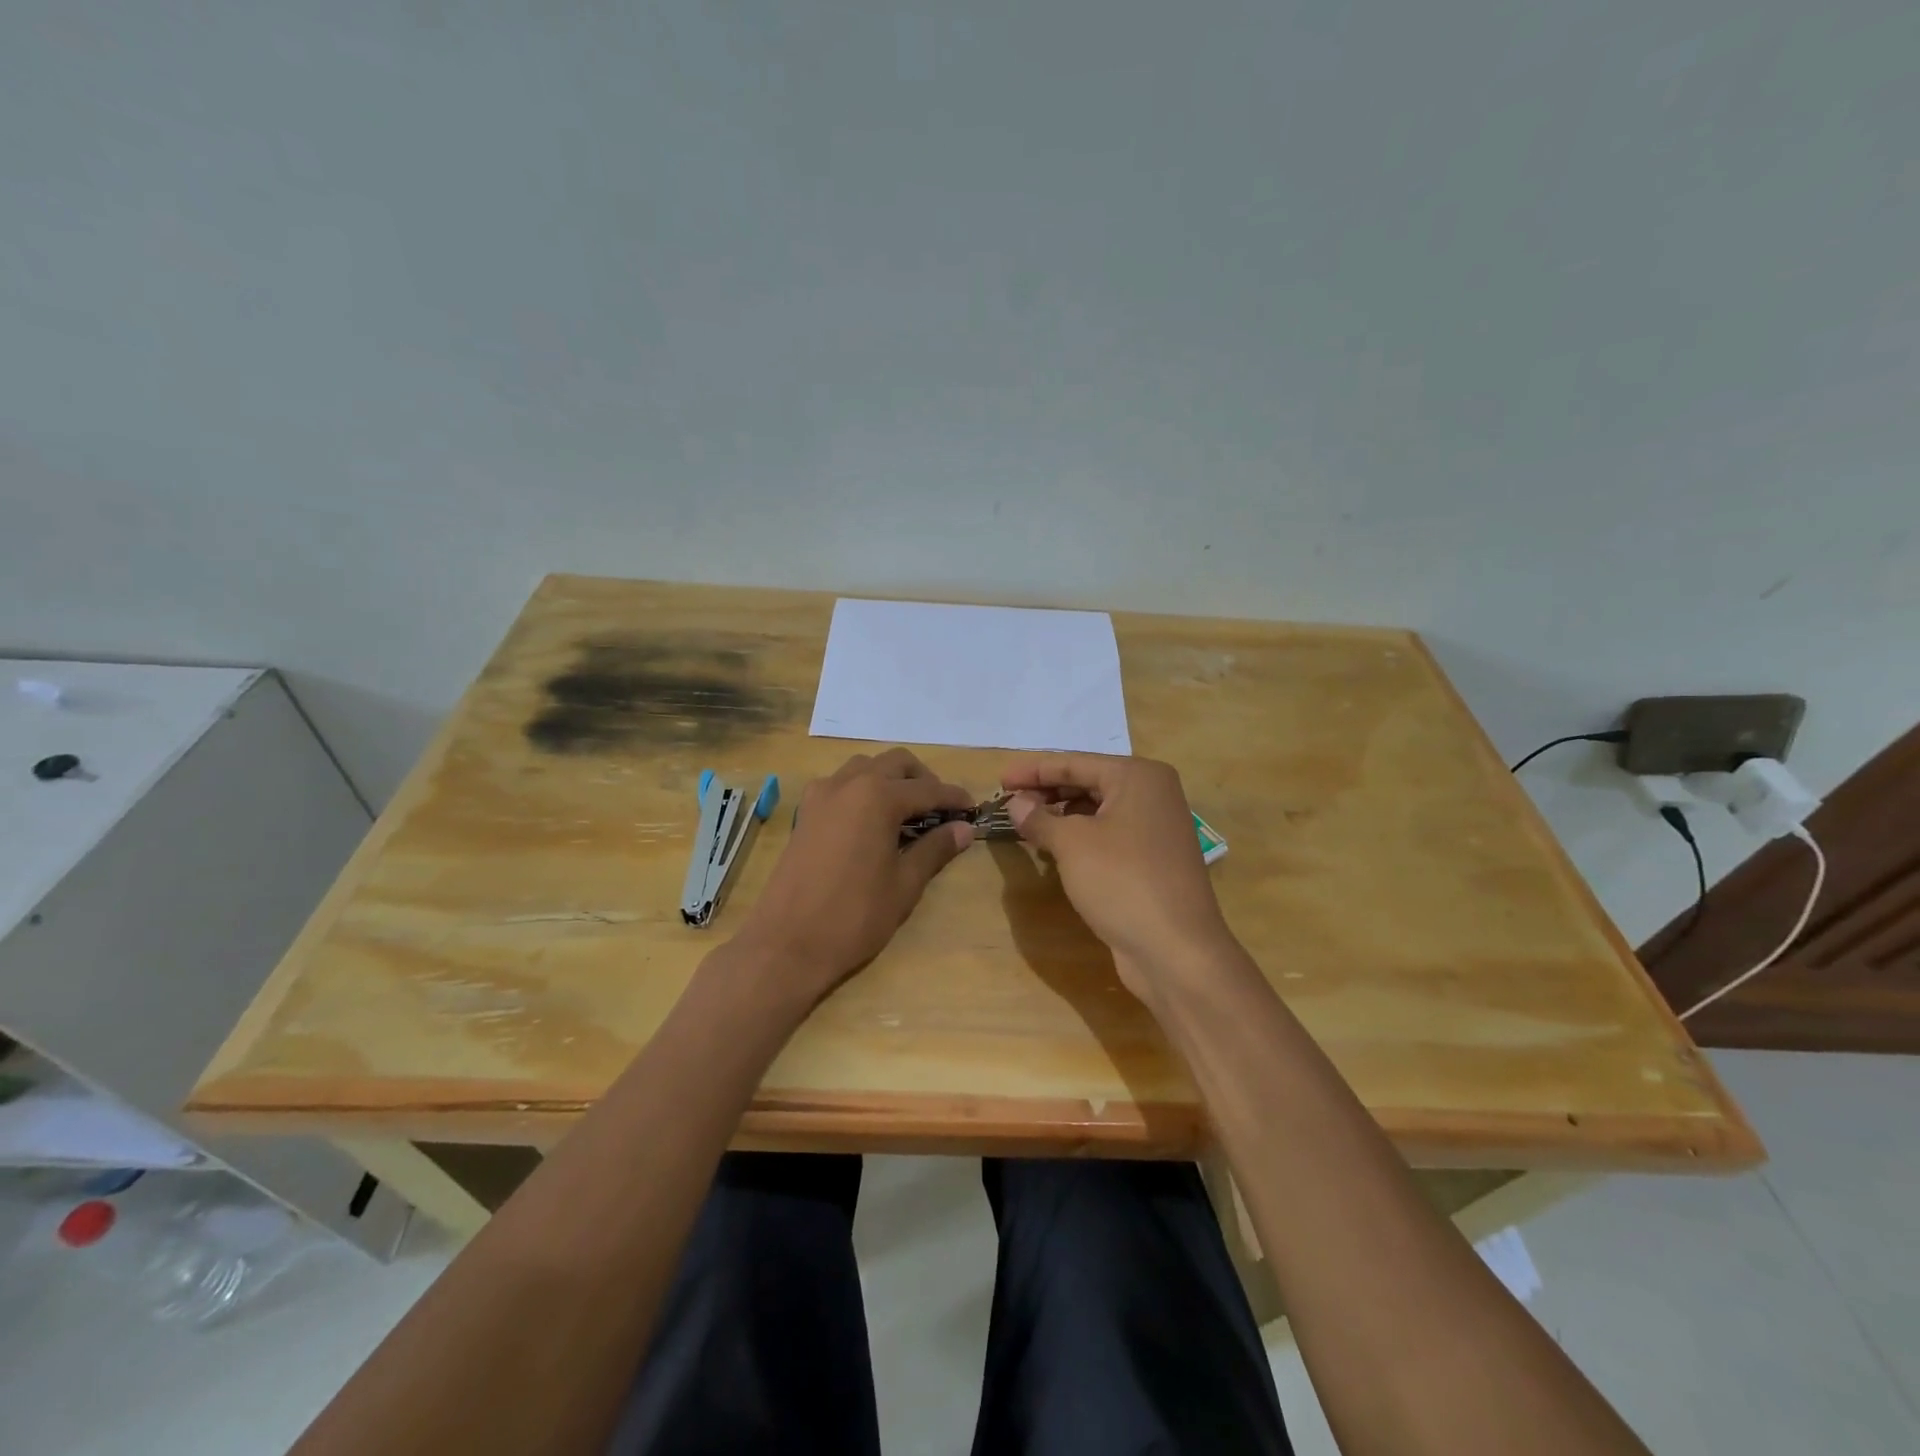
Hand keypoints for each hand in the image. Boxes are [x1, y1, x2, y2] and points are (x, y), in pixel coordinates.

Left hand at [733, 749, 973, 1005]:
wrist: (787, 944)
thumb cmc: (854, 916)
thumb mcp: (904, 884)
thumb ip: (935, 849)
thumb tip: (964, 829)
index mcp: (877, 797)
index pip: (928, 789)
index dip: (954, 798)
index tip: (974, 809)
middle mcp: (849, 783)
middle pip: (895, 763)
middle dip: (923, 779)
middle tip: (941, 810)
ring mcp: (821, 795)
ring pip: (865, 767)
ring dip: (890, 779)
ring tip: (907, 813)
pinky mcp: (805, 812)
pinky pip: (840, 784)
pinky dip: (863, 789)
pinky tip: (871, 822)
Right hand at [1002, 754, 1236, 1000]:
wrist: (1176, 950)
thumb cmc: (1122, 882)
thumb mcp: (1072, 845)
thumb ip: (1039, 818)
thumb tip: (1016, 803)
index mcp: (1139, 777)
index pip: (1075, 763)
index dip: (1033, 770)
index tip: (1000, 779)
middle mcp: (1153, 794)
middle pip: (1089, 782)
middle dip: (1047, 791)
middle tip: (1010, 802)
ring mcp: (1156, 828)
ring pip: (1098, 810)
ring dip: (1061, 815)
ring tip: (1026, 823)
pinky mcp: (1153, 859)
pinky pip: (1108, 834)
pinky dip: (1080, 836)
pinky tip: (1054, 848)